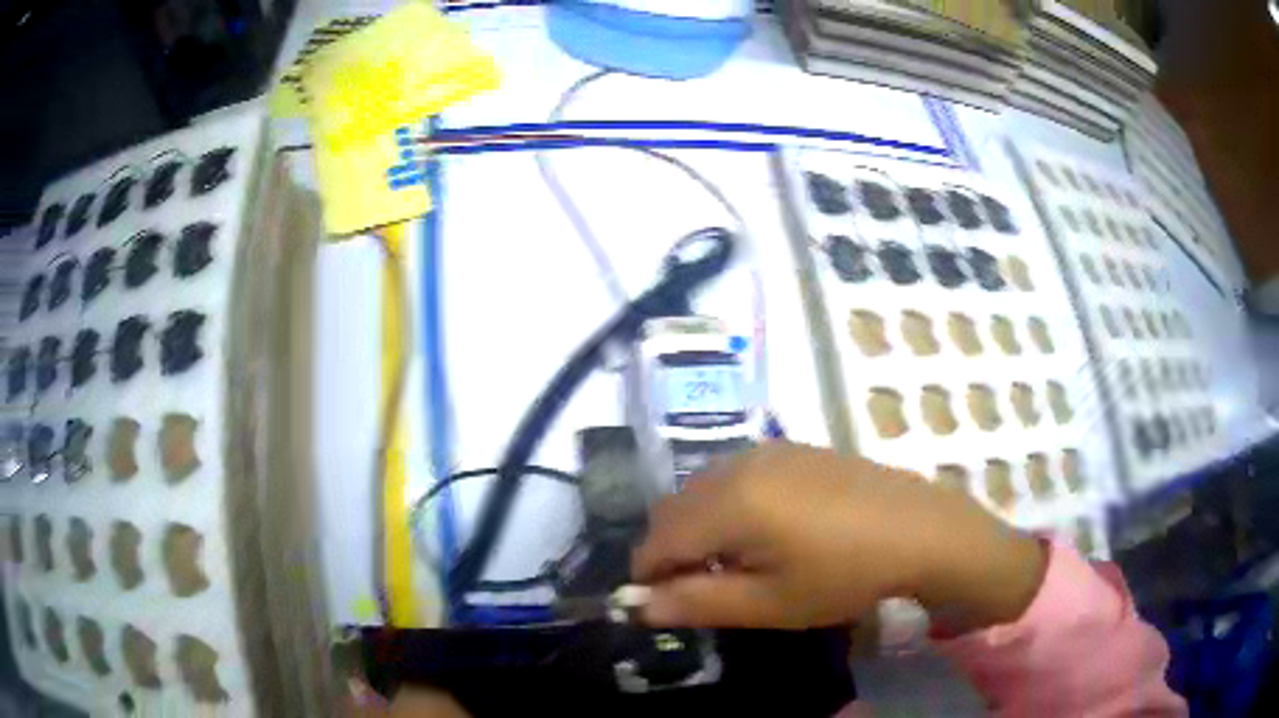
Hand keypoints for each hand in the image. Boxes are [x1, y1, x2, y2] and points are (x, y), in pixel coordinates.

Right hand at [631, 443, 1046, 631]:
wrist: (921, 528)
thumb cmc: (845, 575)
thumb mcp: (769, 603)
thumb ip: (697, 603)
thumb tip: (640, 606)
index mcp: (729, 502)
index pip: (657, 539)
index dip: (649, 575)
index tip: (662, 605)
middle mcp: (738, 464)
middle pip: (673, 509)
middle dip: (670, 551)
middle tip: (700, 590)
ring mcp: (766, 450)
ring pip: (702, 490)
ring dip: (697, 528)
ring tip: (733, 564)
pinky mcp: (790, 448)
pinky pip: (734, 476)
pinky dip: (726, 506)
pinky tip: (763, 532)